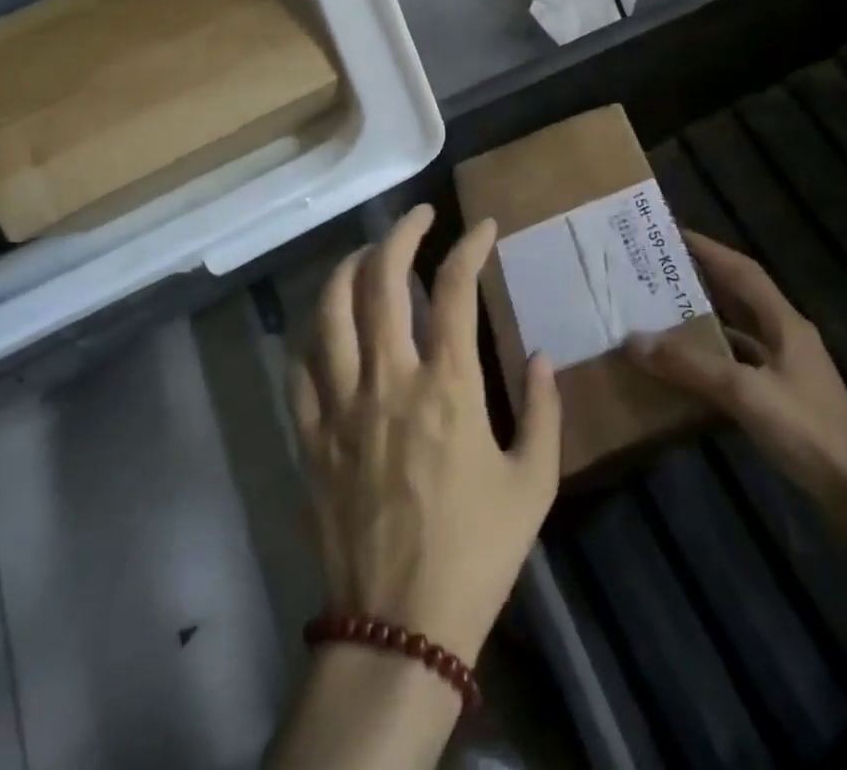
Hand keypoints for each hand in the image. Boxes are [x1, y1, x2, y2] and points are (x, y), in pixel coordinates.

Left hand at [290, 204, 561, 663]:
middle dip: (400, 233)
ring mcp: (341, 406)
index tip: (484, 227)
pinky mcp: (311, 438)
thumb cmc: (476, 553)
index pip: (454, 289)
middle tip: (419, 216)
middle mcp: (389, 380)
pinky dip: (313, 336)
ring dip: (347, 269)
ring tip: (366, 253)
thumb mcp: (534, 484)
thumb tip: (544, 356)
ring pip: (330, 312)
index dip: (469, 246)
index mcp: (448, 386)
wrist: (399, 630)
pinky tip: (327, 327)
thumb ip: (545, 410)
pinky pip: (300, 370)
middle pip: (381, 280)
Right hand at [626, 232, 846, 522]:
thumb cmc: (809, 431)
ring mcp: (786, 367)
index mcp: (784, 322)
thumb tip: (634, 341)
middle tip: (657, 271)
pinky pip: (739, 362)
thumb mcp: (746, 393)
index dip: (709, 249)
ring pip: (739, 328)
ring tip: (663, 311)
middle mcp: (786, 336)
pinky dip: (713, 356)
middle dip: (701, 278)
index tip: (671, 234)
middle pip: (739, 295)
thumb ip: (692, 366)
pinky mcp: (782, 395)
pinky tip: (688, 366)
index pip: (742, 270)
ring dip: (705, 317)